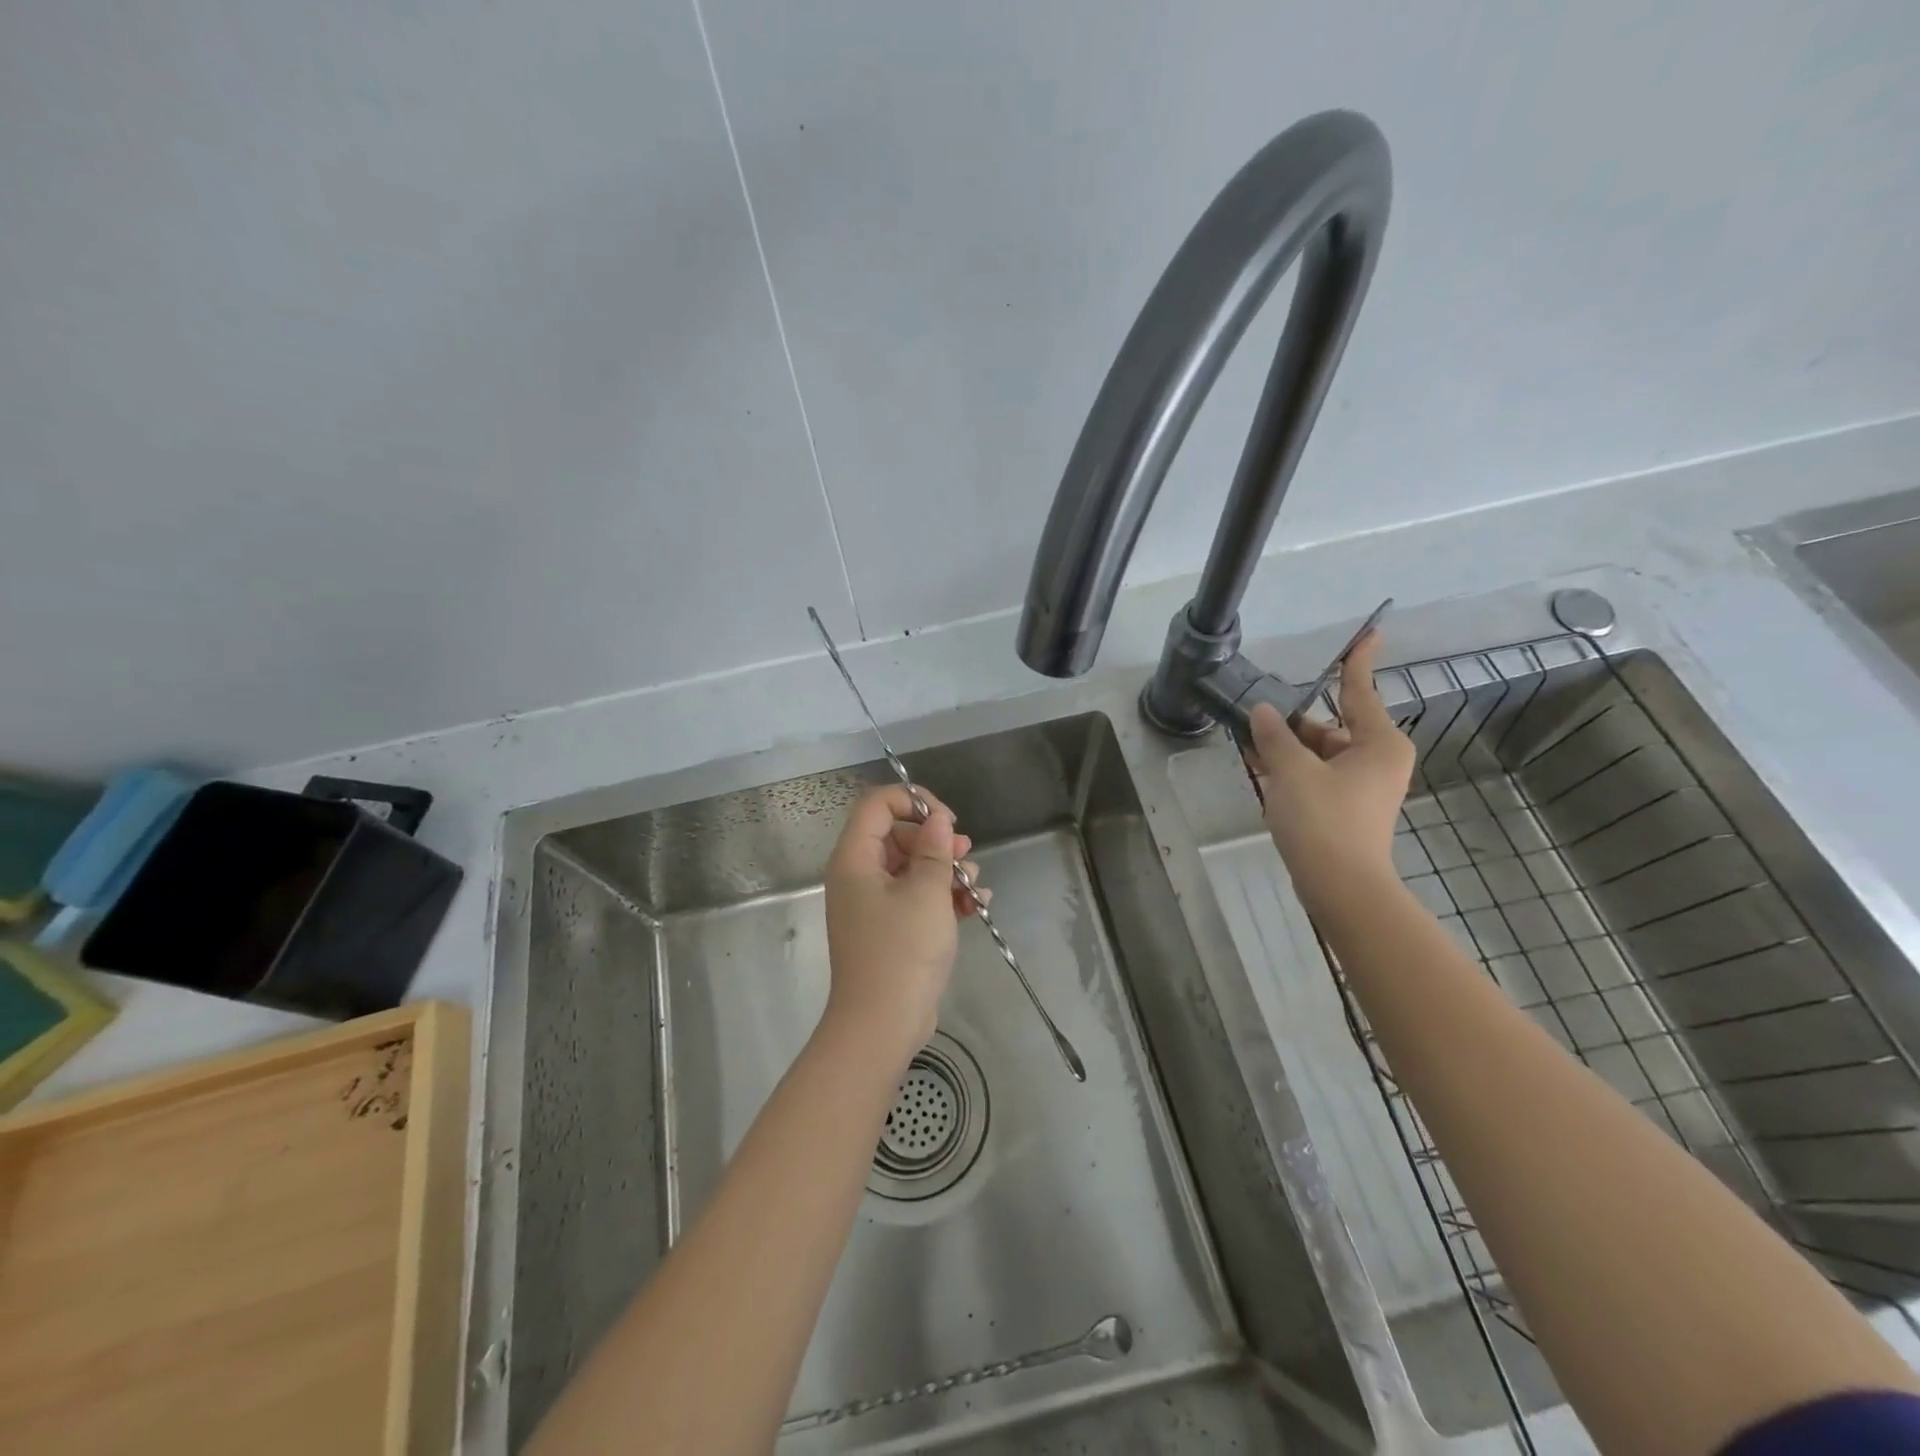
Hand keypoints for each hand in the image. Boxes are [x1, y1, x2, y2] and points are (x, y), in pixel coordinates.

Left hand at [822, 784, 984, 1063]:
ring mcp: (874, 905)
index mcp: (855, 859)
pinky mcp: (890, 930)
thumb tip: (937, 820)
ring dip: (946, 870)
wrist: (882, 1025)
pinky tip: (976, 906)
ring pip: (912, 868)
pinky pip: (917, 898)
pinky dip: (943, 897)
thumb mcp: (926, 893)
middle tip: (965, 854)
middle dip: (936, 841)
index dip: (913, 801)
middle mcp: (859, 876)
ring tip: (974, 886)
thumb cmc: (902, 951)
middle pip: (897, 835)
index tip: (947, 820)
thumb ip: (934, 849)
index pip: (877, 804)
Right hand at [1245, 631, 1414, 910]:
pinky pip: (1316, 775)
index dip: (1358, 661)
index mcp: (1377, 743)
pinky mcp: (1345, 807)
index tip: (1369, 632)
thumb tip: (1264, 712)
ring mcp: (1362, 785)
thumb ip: (1275, 737)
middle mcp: (1375, 759)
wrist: (1340, 887)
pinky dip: (1291, 768)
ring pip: (1319, 752)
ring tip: (1246, 738)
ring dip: (1286, 747)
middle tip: (1257, 709)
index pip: (1361, 691)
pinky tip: (1257, 763)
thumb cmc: (1324, 821)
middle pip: (1331, 725)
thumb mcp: (1292, 771)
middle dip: (1293, 720)